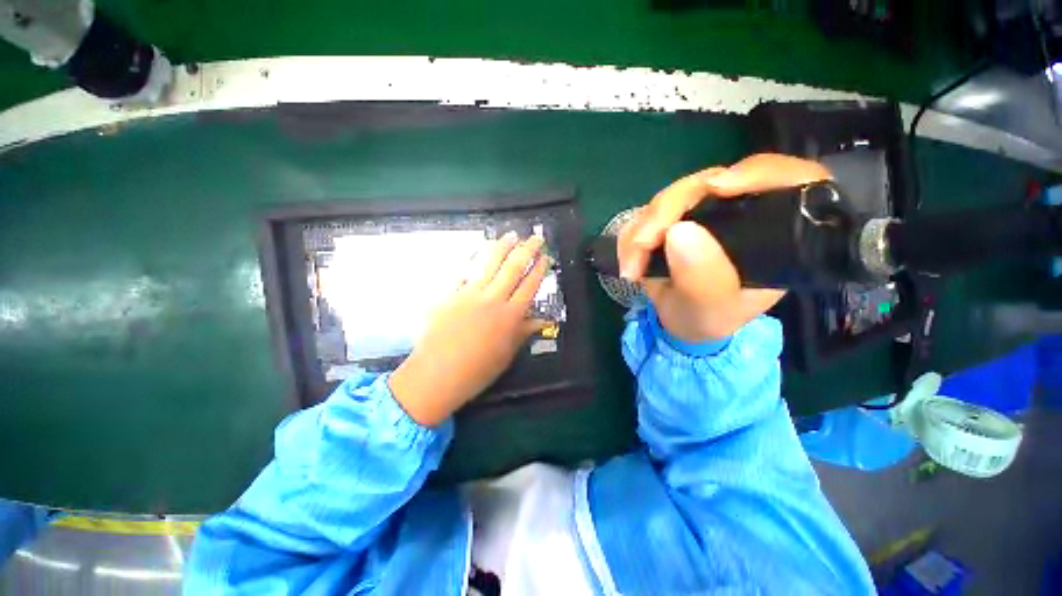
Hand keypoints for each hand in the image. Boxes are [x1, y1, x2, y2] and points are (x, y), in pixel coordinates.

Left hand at [389, 232, 549, 426]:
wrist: (437, 374)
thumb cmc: (477, 370)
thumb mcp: (507, 354)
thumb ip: (524, 332)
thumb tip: (541, 321)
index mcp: (510, 315)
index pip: (530, 285)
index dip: (540, 269)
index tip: (546, 257)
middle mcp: (493, 299)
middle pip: (514, 267)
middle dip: (528, 249)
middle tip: (536, 237)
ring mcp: (470, 293)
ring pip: (490, 263)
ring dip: (503, 246)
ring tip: (511, 235)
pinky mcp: (451, 294)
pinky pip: (466, 273)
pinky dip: (475, 262)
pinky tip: (479, 253)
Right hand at [618, 153, 831, 343]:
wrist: (678, 321)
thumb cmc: (707, 318)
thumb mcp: (713, 311)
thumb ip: (704, 279)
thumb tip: (678, 230)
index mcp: (773, 231)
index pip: (786, 180)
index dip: (756, 173)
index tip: (717, 187)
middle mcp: (739, 211)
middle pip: (710, 183)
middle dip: (669, 210)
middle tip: (643, 244)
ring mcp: (701, 211)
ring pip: (671, 196)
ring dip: (643, 227)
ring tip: (631, 266)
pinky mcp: (672, 216)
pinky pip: (646, 213)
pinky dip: (631, 236)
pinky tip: (629, 262)